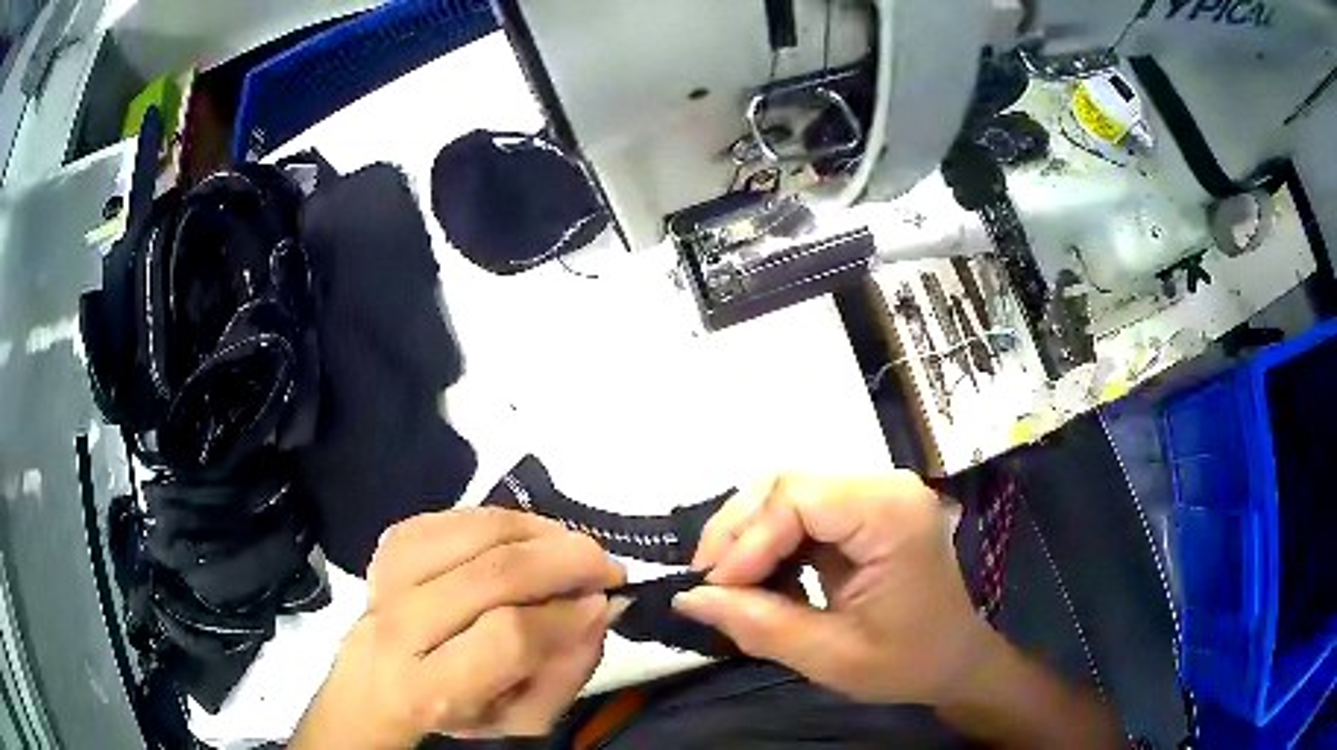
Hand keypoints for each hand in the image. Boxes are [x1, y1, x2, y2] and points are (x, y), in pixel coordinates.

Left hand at [292, 508, 624, 748]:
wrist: (378, 683)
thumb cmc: (457, 711)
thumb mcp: (520, 718)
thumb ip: (566, 671)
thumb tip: (599, 608)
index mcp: (429, 689)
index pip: (507, 638)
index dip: (565, 615)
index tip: (605, 602)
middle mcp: (397, 627)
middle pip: (490, 575)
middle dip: (563, 561)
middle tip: (605, 565)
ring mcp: (388, 575)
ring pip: (474, 533)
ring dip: (539, 531)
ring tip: (571, 547)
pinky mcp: (390, 544)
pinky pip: (456, 515)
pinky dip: (504, 519)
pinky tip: (527, 538)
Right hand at [674, 472, 995, 705]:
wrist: (954, 660)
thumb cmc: (908, 662)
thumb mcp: (832, 657)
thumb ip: (760, 625)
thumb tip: (688, 598)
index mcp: (890, 514)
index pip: (795, 498)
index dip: (746, 541)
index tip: (713, 590)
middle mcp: (882, 488)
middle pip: (786, 486)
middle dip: (738, 534)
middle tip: (709, 586)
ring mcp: (873, 497)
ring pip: (785, 495)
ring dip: (749, 538)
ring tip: (730, 586)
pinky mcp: (862, 513)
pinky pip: (800, 514)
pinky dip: (770, 545)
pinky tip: (762, 581)